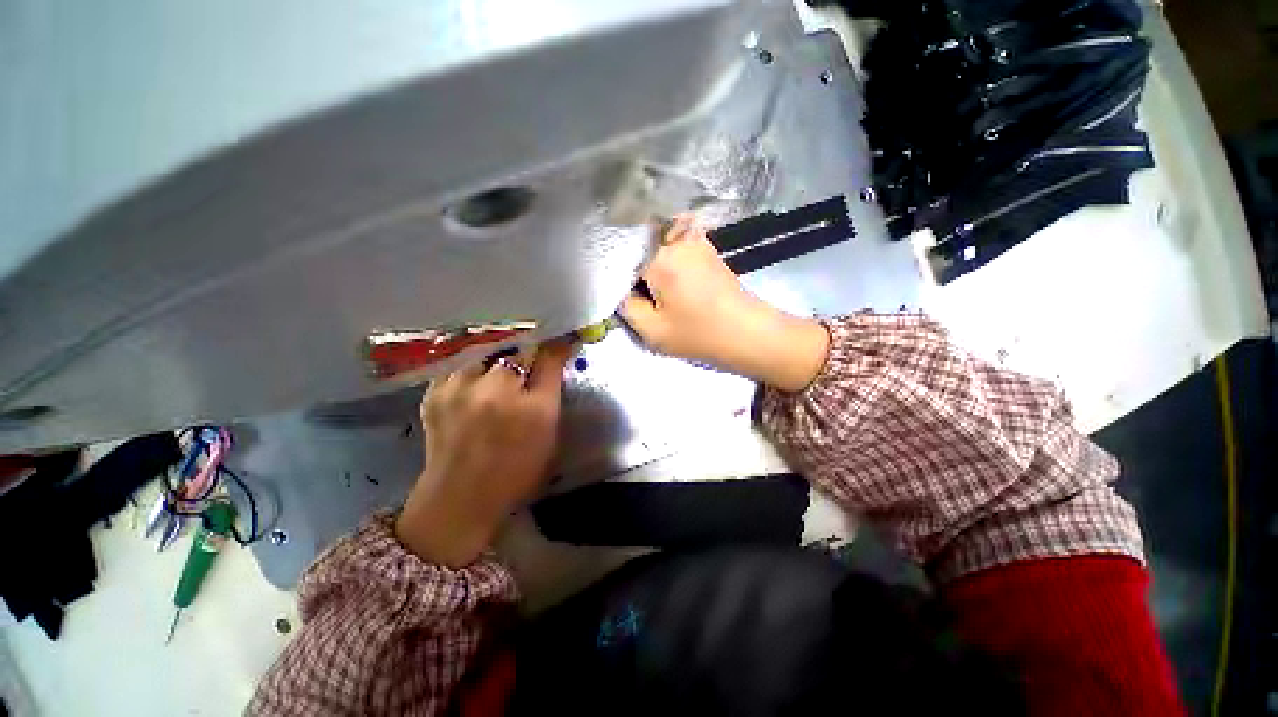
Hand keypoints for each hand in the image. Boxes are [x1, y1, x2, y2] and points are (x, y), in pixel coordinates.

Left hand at [395, 340, 573, 566]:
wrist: (460, 499)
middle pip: (516, 347)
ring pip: (485, 348)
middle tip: (531, 353)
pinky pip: (459, 362)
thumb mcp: (548, 432)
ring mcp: (458, 389)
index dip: (557, 343)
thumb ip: (553, 389)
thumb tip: (560, 353)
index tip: (564, 337)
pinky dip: (472, 363)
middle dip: (528, 347)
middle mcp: (494, 392)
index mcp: (531, 407)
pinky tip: (478, 374)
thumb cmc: (516, 469)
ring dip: (498, 351)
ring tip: (502, 360)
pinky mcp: (433, 392)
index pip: (549, 356)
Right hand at [621, 216, 829, 391]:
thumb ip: (626, 307)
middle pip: (635, 236)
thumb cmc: (700, 334)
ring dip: (640, 248)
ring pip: (653, 233)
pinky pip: (671, 236)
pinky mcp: (703, 244)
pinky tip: (658, 265)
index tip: (604, 281)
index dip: (606, 265)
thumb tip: (619, 289)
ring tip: (635, 271)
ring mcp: (692, 238)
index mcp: (658, 258)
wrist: (747, 332)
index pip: (618, 251)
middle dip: (622, 253)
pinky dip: (659, 245)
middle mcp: (675, 238)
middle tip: (619, 278)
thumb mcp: (652, 330)